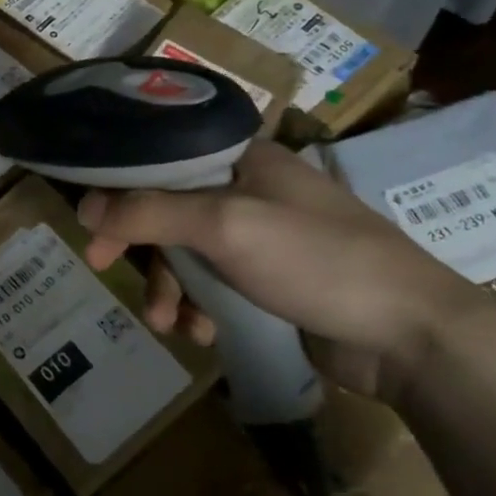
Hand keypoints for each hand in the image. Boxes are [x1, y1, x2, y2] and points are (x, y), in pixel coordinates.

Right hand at [77, 140, 495, 401]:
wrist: (412, 336)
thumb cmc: (317, 260)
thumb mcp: (225, 226)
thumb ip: (149, 213)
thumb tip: (84, 208)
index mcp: (241, 159)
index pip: (160, 160)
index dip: (120, 189)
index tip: (92, 226)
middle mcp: (247, 190)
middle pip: (167, 210)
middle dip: (142, 249)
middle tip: (106, 269)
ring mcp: (261, 238)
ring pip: (187, 254)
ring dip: (170, 289)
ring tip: (169, 324)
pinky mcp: (270, 282)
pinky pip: (213, 286)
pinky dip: (199, 309)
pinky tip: (203, 334)